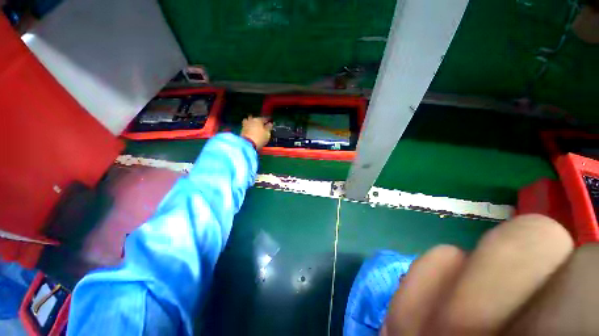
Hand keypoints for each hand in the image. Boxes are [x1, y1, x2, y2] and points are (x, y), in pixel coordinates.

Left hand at [241, 116, 272, 149]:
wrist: (248, 144)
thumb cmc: (260, 138)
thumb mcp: (267, 133)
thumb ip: (269, 127)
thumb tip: (270, 124)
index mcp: (258, 119)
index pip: (264, 118)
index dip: (268, 120)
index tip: (270, 122)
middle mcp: (251, 120)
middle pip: (256, 119)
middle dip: (259, 121)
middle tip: (263, 125)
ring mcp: (245, 124)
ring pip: (251, 122)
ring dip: (253, 124)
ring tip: (257, 129)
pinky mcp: (242, 129)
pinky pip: (247, 127)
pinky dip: (250, 128)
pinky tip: (252, 132)